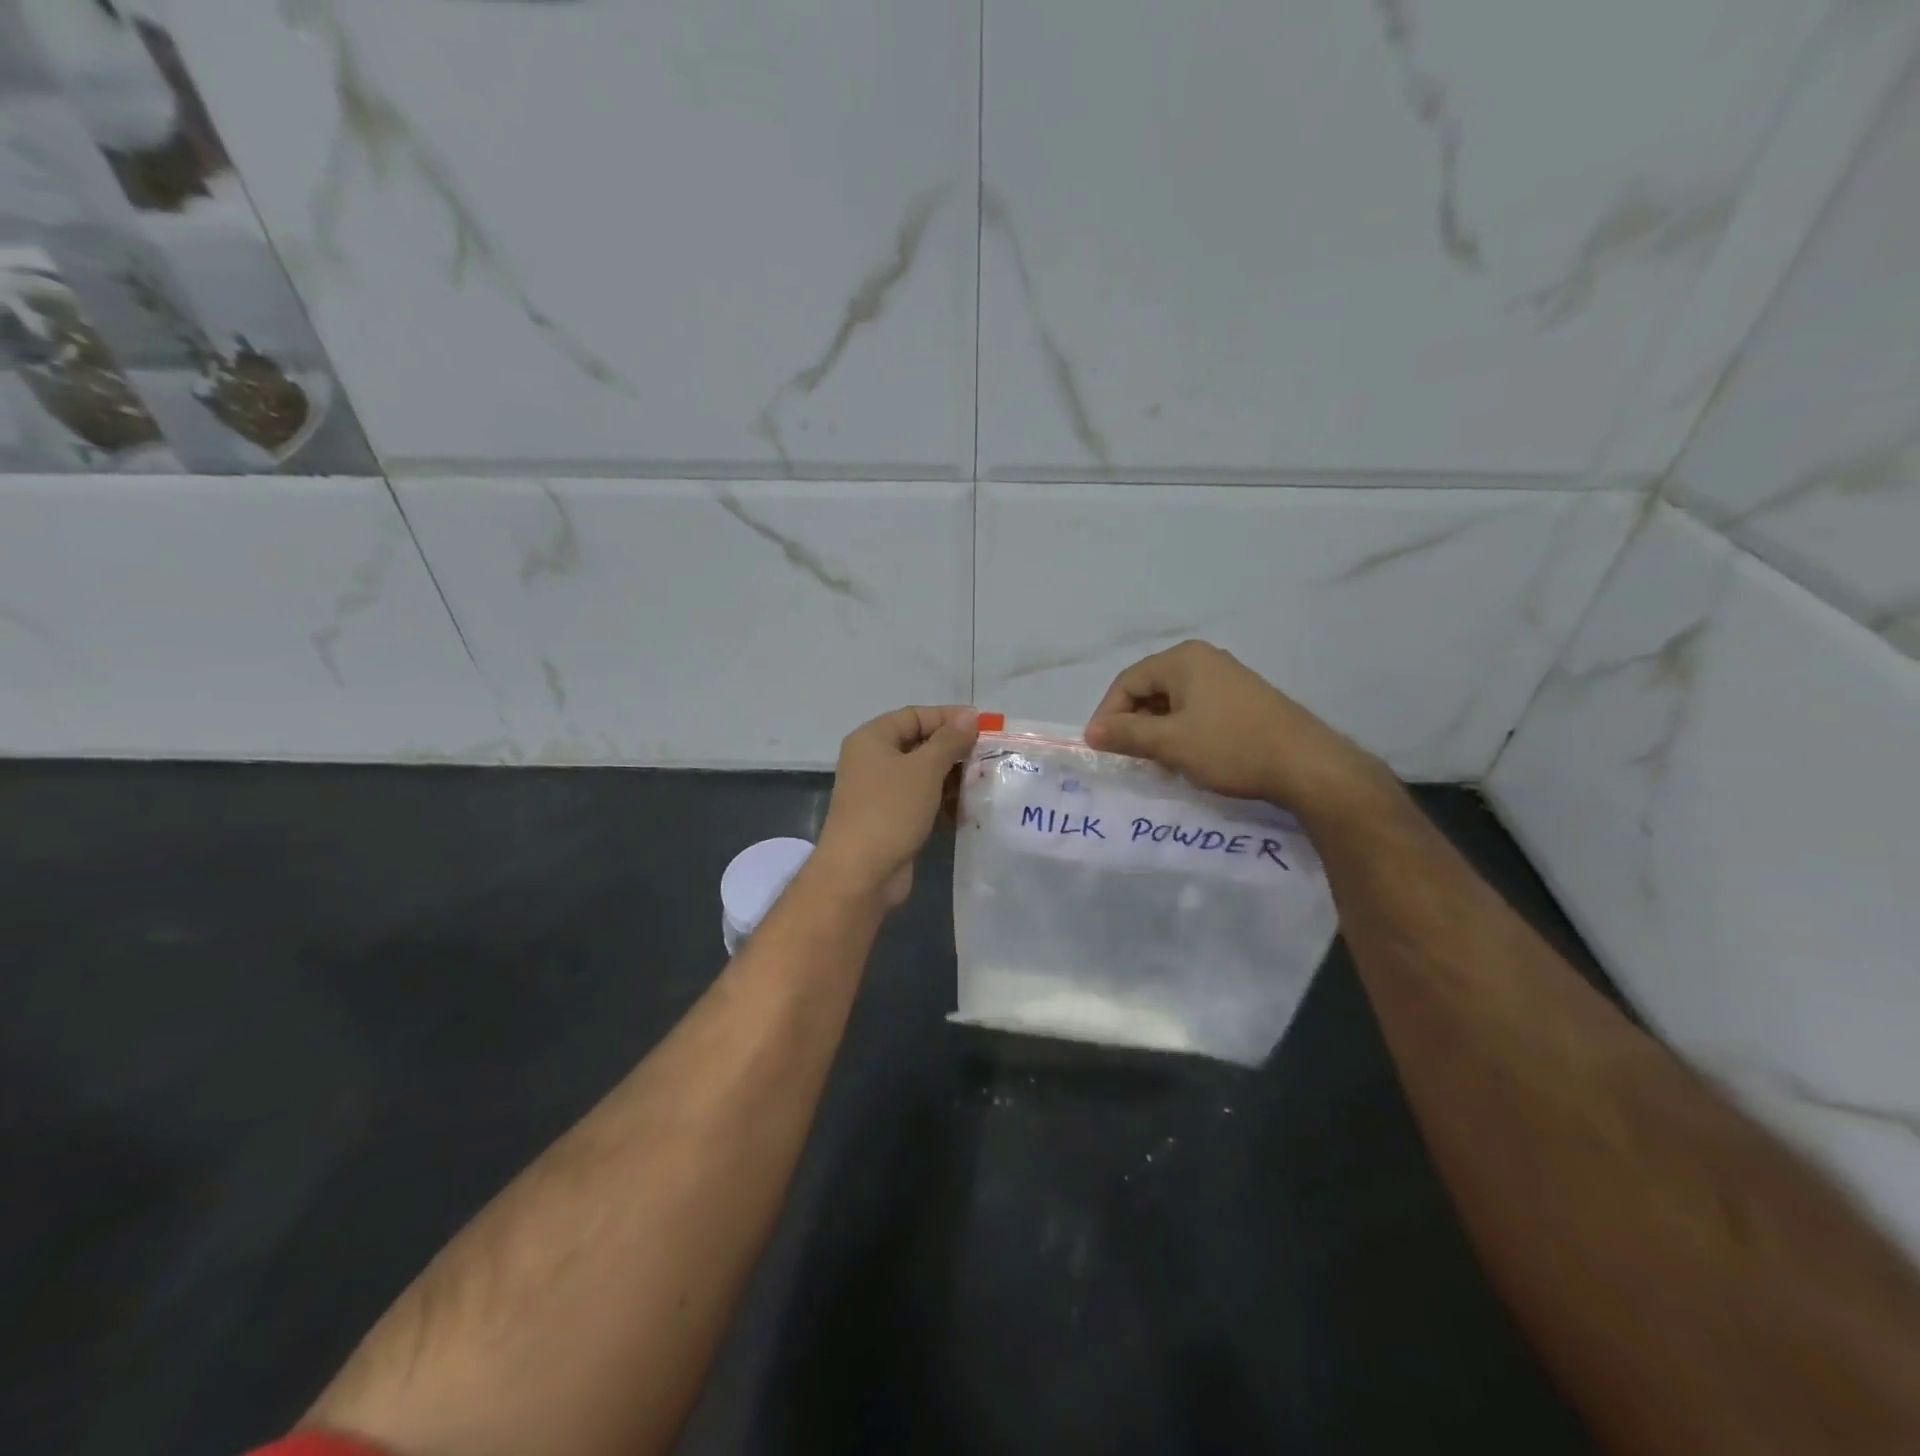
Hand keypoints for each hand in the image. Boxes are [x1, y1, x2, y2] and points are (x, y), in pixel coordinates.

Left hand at [814, 705, 979, 907]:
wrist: (860, 874)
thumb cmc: (890, 810)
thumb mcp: (924, 769)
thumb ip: (949, 740)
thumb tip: (970, 715)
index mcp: (872, 739)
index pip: (915, 716)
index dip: (949, 717)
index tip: (984, 725)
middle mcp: (872, 761)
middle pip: (920, 745)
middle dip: (954, 750)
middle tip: (989, 757)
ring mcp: (880, 792)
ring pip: (923, 775)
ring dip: (953, 778)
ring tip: (985, 783)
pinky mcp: (891, 820)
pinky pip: (922, 801)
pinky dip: (943, 802)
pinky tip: (969, 810)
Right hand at [1083, 640, 1389, 818]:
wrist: (1307, 765)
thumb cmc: (1231, 747)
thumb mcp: (1170, 743)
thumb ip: (1126, 734)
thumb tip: (1091, 732)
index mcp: (1183, 660)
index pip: (1127, 682)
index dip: (1108, 715)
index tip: (1101, 748)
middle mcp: (1203, 659)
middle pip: (1149, 689)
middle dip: (1133, 724)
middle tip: (1129, 758)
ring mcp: (1226, 678)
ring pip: (1173, 703)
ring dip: (1157, 732)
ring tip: (1157, 763)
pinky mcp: (1242, 699)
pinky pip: (1196, 710)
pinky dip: (1181, 732)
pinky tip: (1187, 758)